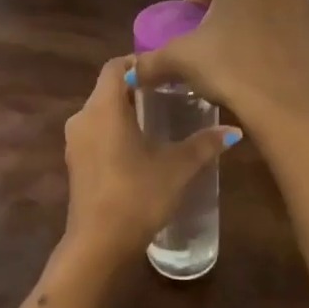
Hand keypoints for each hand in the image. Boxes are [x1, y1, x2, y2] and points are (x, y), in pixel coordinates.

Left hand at [60, 56, 239, 267]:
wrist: (99, 245)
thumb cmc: (137, 196)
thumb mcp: (177, 168)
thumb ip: (204, 144)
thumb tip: (234, 131)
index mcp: (104, 107)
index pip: (115, 66)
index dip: (138, 62)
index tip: (164, 70)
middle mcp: (83, 117)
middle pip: (107, 88)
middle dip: (135, 87)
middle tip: (168, 93)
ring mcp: (75, 141)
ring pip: (100, 111)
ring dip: (124, 110)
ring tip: (158, 118)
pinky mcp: (74, 162)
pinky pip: (95, 132)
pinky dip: (114, 129)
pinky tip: (139, 146)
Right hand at [131, 0, 308, 132]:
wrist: (284, 105)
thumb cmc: (229, 67)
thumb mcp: (181, 59)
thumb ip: (151, 60)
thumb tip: (129, 71)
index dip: (194, 7)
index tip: (187, 30)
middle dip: (223, 13)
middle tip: (207, 42)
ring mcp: (304, 3)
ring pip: (265, 9)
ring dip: (249, 24)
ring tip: (232, 54)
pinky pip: (285, 29)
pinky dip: (272, 39)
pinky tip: (258, 64)